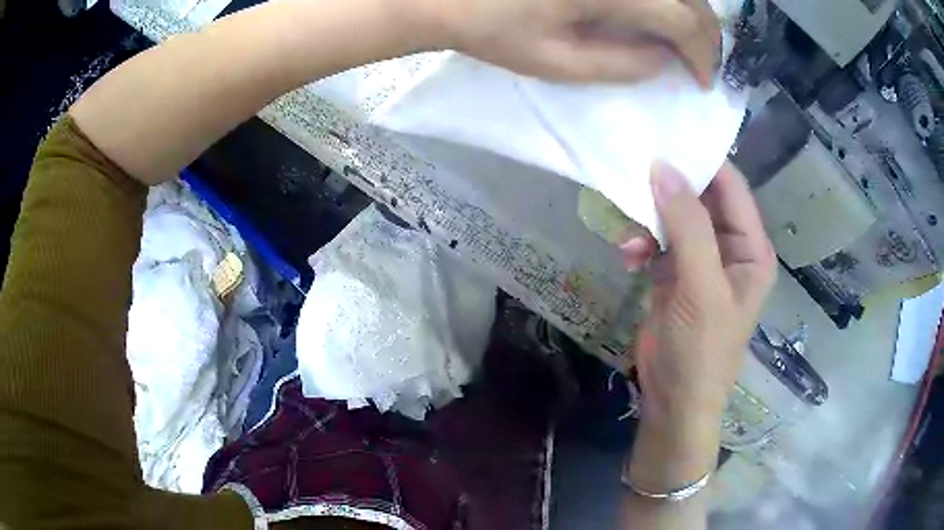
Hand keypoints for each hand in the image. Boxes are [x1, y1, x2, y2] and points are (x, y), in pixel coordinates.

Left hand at [418, 0, 720, 85]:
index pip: (684, 21)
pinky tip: (661, 12)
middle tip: (702, 62)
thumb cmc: (492, 28)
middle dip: (706, 33)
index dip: (703, 55)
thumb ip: (620, 64)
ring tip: (687, 40)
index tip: (704, 81)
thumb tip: (666, 60)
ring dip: (691, 12)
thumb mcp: (556, 62)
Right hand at [621, 162, 775, 489]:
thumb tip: (663, 168)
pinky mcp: (674, 275)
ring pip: (675, 218)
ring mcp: (700, 262)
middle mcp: (729, 249)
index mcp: (750, 249)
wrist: (674, 402)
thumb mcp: (700, 287)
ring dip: (650, 220)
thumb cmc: (700, 350)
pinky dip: (641, 243)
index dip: (702, 161)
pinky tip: (628, 254)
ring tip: (629, 235)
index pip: (731, 188)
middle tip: (633, 170)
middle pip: (701, 199)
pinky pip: (658, 242)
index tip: (664, 138)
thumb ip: (687, 226)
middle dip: (669, 189)